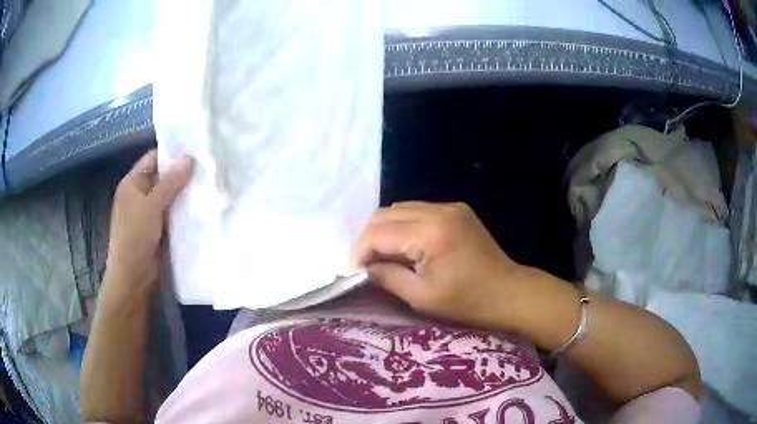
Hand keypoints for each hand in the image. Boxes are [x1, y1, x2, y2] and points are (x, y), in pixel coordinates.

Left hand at [102, 150, 192, 307]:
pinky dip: (184, 209)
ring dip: (185, 192)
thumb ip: (170, 182)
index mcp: (132, 183)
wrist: (132, 275)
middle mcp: (140, 194)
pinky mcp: (158, 227)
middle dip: (182, 173)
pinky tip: (201, 206)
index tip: (196, 151)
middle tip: (207, 168)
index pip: (153, 158)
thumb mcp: (151, 206)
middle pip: (163, 176)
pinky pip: (173, 213)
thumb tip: (189, 158)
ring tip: (209, 184)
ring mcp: (149, 212)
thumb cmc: (135, 236)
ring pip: (170, 196)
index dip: (172, 153)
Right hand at [353, 201, 523, 327]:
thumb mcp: (421, 296)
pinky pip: (418, 211)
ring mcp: (450, 206)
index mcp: (431, 233)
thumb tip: (364, 268)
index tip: (354, 272)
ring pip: (400, 208)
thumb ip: (387, 277)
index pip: (378, 232)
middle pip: (385, 213)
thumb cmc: (467, 302)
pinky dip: (403, 226)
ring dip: (384, 230)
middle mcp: (439, 210)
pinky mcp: (457, 210)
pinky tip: (405, 246)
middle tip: (366, 264)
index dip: (360, 251)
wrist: (509, 292)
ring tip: (382, 256)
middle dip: (368, 238)